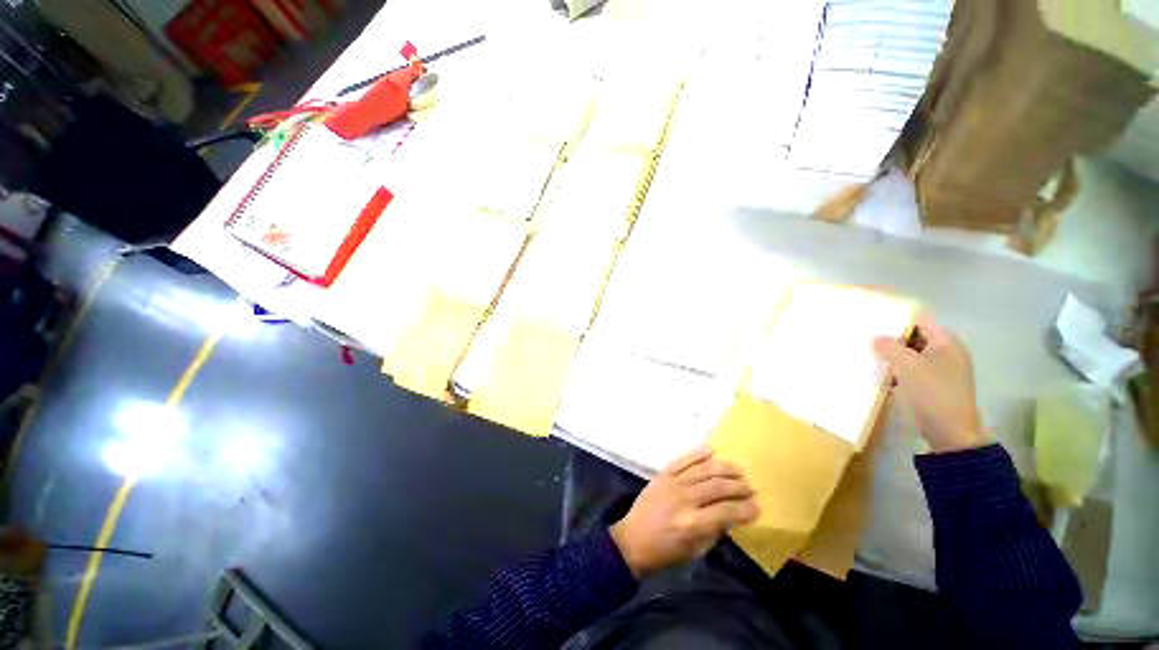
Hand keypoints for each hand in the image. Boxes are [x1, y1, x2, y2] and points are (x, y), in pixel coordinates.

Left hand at [610, 447, 758, 578]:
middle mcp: (684, 499)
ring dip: (723, 468)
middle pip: (717, 486)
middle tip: (750, 487)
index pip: (726, 511)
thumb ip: (715, 530)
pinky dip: (697, 453)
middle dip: (738, 486)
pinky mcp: (662, 474)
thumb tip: (733, 514)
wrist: (633, 539)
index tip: (757, 507)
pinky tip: (711, 450)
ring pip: (703, 470)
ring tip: (738, 469)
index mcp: (693, 524)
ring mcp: (672, 483)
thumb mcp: (696, 550)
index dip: (745, 508)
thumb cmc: (666, 551)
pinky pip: (682, 460)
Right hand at [873, 314, 988, 452]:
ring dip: (892, 353)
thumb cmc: (933, 392)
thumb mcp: (909, 366)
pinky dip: (896, 368)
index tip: (873, 318)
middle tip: (865, 335)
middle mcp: (945, 352)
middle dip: (892, 336)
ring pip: (910, 353)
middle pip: (915, 336)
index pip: (920, 320)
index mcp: (946, 343)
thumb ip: (890, 348)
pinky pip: (910, 369)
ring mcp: (939, 370)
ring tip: (867, 351)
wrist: (950, 432)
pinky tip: (877, 371)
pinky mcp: (930, 385)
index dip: (898, 317)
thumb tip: (875, 338)